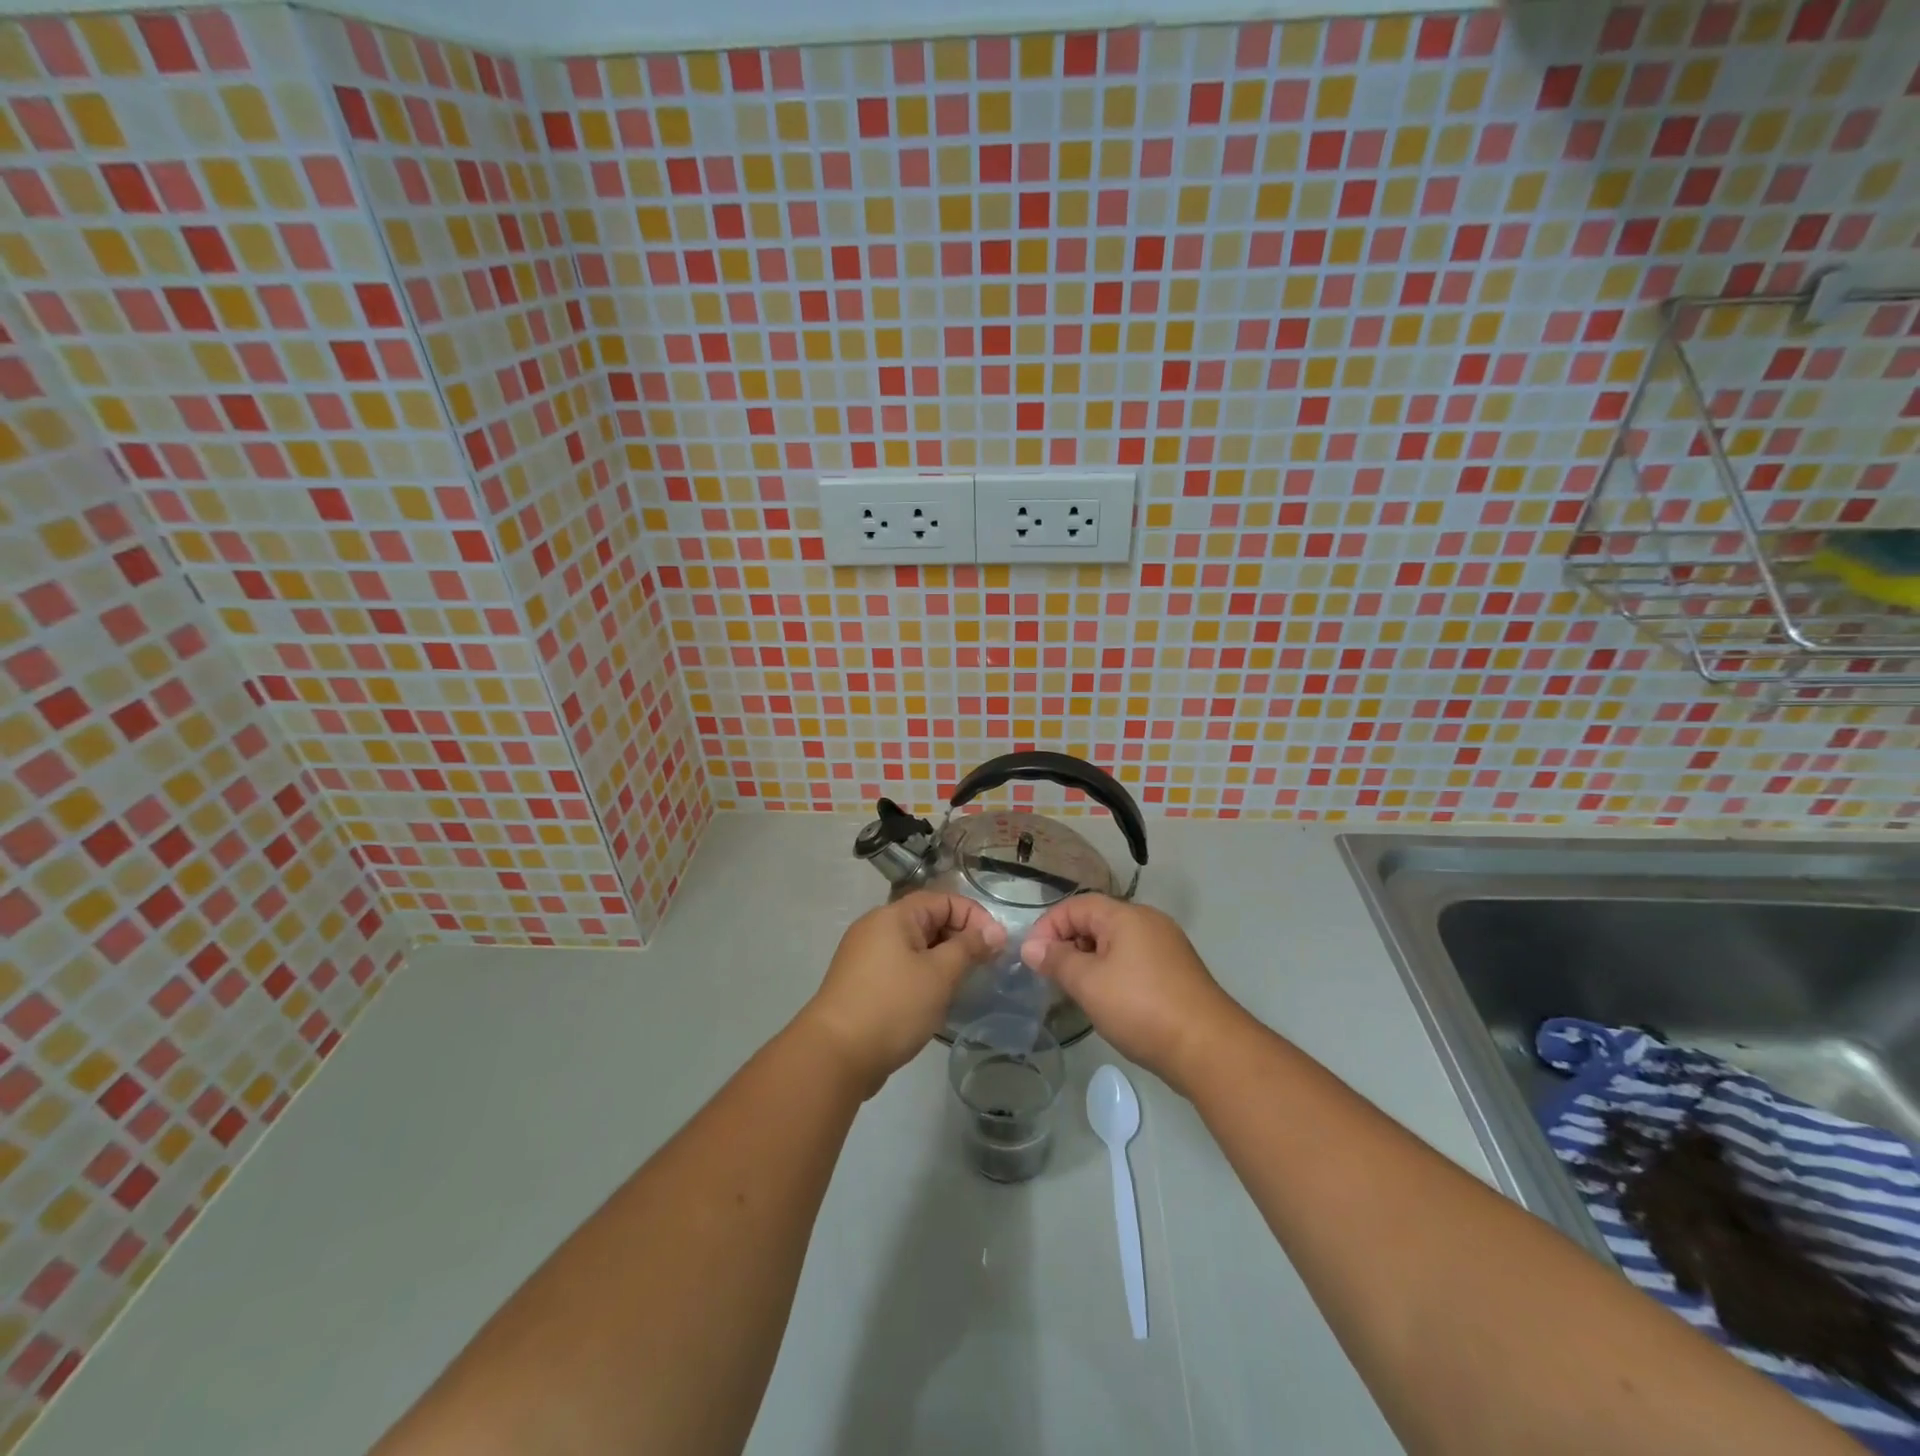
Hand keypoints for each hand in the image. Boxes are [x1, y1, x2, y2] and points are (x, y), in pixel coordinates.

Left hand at [800, 893, 1005, 1096]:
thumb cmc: (893, 1006)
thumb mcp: (939, 974)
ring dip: (943, 960)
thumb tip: (994, 931)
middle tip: (984, 967)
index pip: (943, 900)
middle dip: (960, 939)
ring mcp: (865, 956)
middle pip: (928, 920)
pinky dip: (923, 976)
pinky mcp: (862, 983)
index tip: (996, 946)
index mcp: (893, 916)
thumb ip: (969, 948)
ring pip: (915, 947)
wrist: (835, 1055)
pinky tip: (936, 1000)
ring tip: (964, 985)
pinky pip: (901, 967)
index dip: (974, 917)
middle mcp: (876, 928)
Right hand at [1021, 896, 1242, 1092]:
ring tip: (1074, 990)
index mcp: (1127, 916)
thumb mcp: (1089, 983)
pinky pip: (1133, 961)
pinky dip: (1112, 972)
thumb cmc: (1141, 1008)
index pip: (1077, 905)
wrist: (1208, 1048)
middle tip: (1050, 975)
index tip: (1032, 957)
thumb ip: (1057, 961)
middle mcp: (1149, 922)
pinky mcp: (1176, 972)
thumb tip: (1030, 947)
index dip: (1049, 926)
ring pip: (1115, 943)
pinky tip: (1106, 1000)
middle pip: (1097, 921)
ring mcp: (1166, 947)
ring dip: (1089, 960)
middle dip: (1068, 944)